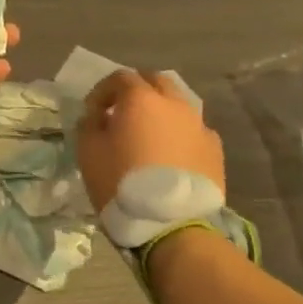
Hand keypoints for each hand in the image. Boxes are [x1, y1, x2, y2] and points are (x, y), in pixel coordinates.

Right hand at [76, 70, 224, 212]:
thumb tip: (97, 116)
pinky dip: (180, 134)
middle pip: (156, 81)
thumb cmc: (122, 183)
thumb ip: (89, 125)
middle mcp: (174, 104)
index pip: (120, 77)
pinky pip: (194, 130)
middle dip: (137, 90)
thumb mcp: (88, 151)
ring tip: (149, 136)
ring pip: (178, 105)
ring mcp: (199, 126)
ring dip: (161, 112)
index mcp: (141, 98)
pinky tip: (172, 154)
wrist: (174, 225)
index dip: (102, 91)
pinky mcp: (215, 151)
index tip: (92, 112)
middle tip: (122, 113)